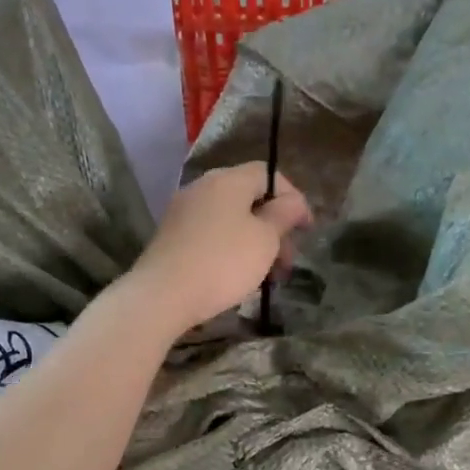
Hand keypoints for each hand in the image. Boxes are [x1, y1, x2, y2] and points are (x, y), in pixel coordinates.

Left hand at [129, 162, 310, 335]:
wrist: (162, 295)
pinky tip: (237, 277)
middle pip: (248, 199)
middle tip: (288, 261)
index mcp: (228, 180)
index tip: (307, 229)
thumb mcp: (265, 239)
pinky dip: (230, 250)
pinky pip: (211, 236)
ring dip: (254, 243)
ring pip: (230, 220)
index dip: (292, 198)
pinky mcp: (171, 238)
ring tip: (267, 276)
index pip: (268, 174)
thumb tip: (292, 201)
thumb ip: (283, 215)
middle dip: (274, 228)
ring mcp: (183, 212)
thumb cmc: (223, 263)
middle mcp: (202, 187)